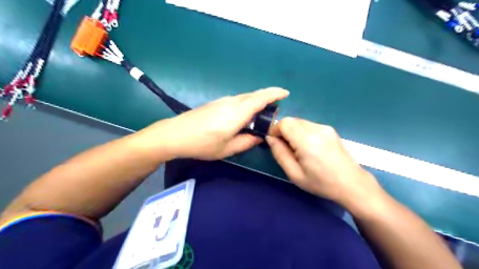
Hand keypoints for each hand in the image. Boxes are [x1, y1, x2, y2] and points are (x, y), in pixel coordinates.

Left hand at [137, 87, 289, 160]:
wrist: (175, 134)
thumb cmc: (203, 144)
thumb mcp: (227, 148)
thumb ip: (246, 142)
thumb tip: (258, 137)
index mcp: (237, 113)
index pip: (260, 98)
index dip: (274, 94)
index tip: (285, 93)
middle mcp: (231, 102)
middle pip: (253, 96)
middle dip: (267, 99)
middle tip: (274, 111)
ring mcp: (222, 101)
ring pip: (245, 98)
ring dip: (256, 102)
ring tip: (260, 116)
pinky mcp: (215, 103)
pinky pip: (236, 101)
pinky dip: (246, 105)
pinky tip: (243, 117)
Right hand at [266, 118, 383, 210]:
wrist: (351, 184)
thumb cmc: (321, 183)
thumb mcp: (295, 174)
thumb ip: (280, 154)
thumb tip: (270, 138)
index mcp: (307, 141)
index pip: (284, 122)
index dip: (275, 130)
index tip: (275, 142)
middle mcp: (317, 129)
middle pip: (292, 120)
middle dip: (283, 131)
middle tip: (285, 148)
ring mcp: (326, 128)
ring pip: (300, 122)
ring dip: (293, 131)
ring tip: (298, 149)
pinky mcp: (330, 129)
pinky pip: (309, 125)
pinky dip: (302, 132)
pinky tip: (309, 147)